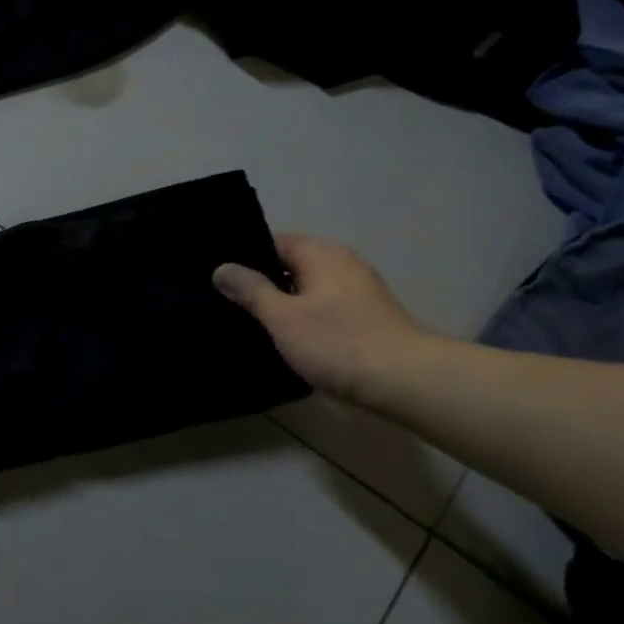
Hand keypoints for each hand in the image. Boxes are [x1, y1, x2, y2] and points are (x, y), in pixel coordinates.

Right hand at [213, 234, 431, 400]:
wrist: (405, 381)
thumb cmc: (338, 343)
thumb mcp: (283, 317)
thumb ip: (251, 290)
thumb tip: (222, 268)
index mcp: (321, 253)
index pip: (272, 241)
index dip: (244, 258)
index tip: (218, 278)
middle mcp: (342, 262)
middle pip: (290, 265)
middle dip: (262, 284)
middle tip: (225, 303)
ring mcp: (358, 290)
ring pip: (308, 289)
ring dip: (284, 305)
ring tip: (249, 324)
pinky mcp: (367, 316)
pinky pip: (324, 308)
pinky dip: (305, 319)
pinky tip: (287, 340)